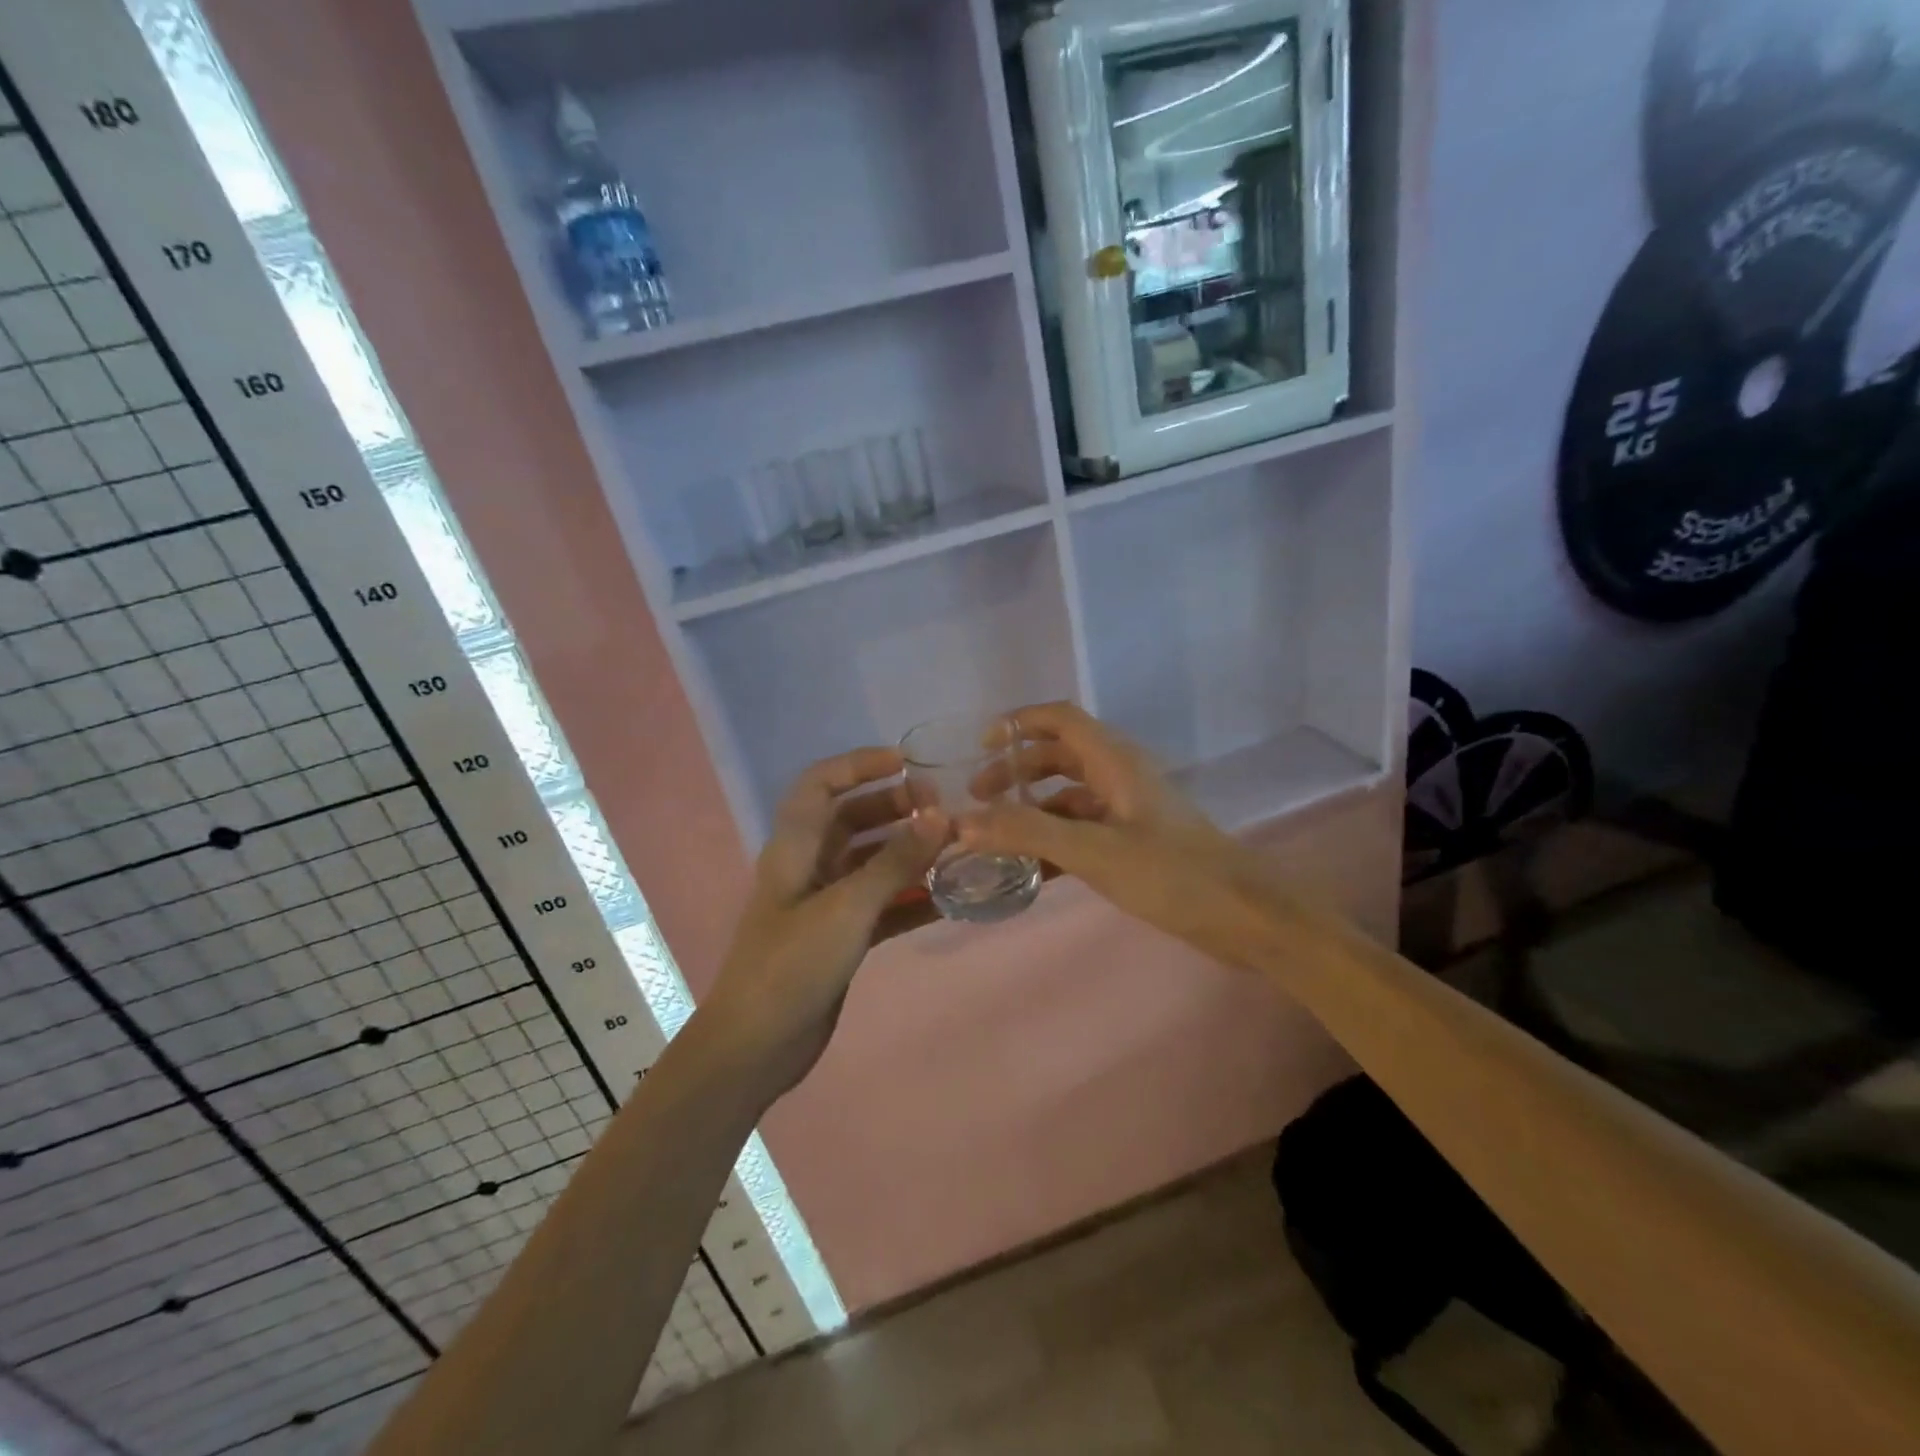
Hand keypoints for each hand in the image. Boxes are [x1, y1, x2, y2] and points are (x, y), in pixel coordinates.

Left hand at [699, 747, 944, 1100]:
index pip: (821, 783)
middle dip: (895, 807)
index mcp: (796, 846)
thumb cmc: (792, 965)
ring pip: (871, 862)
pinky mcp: (839, 937)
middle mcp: (810, 866)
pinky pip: (881, 904)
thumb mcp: (848, 908)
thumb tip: (940, 816)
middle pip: (852, 819)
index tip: (907, 763)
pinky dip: (909, 897)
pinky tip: (947, 899)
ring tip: (954, 847)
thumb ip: (895, 862)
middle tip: (943, 808)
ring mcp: (825, 903)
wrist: (756, 1046)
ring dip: (908, 852)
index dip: (859, 764)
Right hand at [959, 703, 1273, 965]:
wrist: (1242, 914)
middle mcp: (1121, 774)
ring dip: (1034, 804)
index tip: (981, 747)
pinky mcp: (1137, 838)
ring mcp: (1130, 807)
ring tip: (998, 832)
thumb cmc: (1169, 873)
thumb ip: (1026, 832)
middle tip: (979, 797)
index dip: (1019, 723)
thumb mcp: (1092, 851)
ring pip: (1071, 792)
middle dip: (1017, 770)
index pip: (1060, 718)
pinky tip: (1035, 863)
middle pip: (1060, 754)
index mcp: (1114, 760)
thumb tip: (961, 823)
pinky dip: (1056, 834)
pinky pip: (1085, 824)